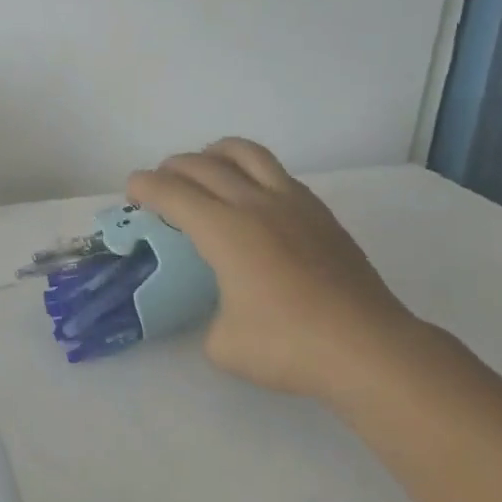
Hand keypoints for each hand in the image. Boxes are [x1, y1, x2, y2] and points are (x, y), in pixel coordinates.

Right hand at [128, 139, 425, 400]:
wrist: (369, 349)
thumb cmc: (289, 346)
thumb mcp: (223, 345)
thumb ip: (210, 319)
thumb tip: (222, 313)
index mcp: (224, 229)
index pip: (171, 192)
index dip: (144, 185)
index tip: (132, 190)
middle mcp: (254, 204)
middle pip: (202, 164)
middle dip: (172, 167)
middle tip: (160, 183)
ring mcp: (292, 203)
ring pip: (245, 153)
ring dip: (214, 153)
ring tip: (205, 168)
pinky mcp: (320, 213)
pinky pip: (276, 172)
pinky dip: (251, 171)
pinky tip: (251, 196)